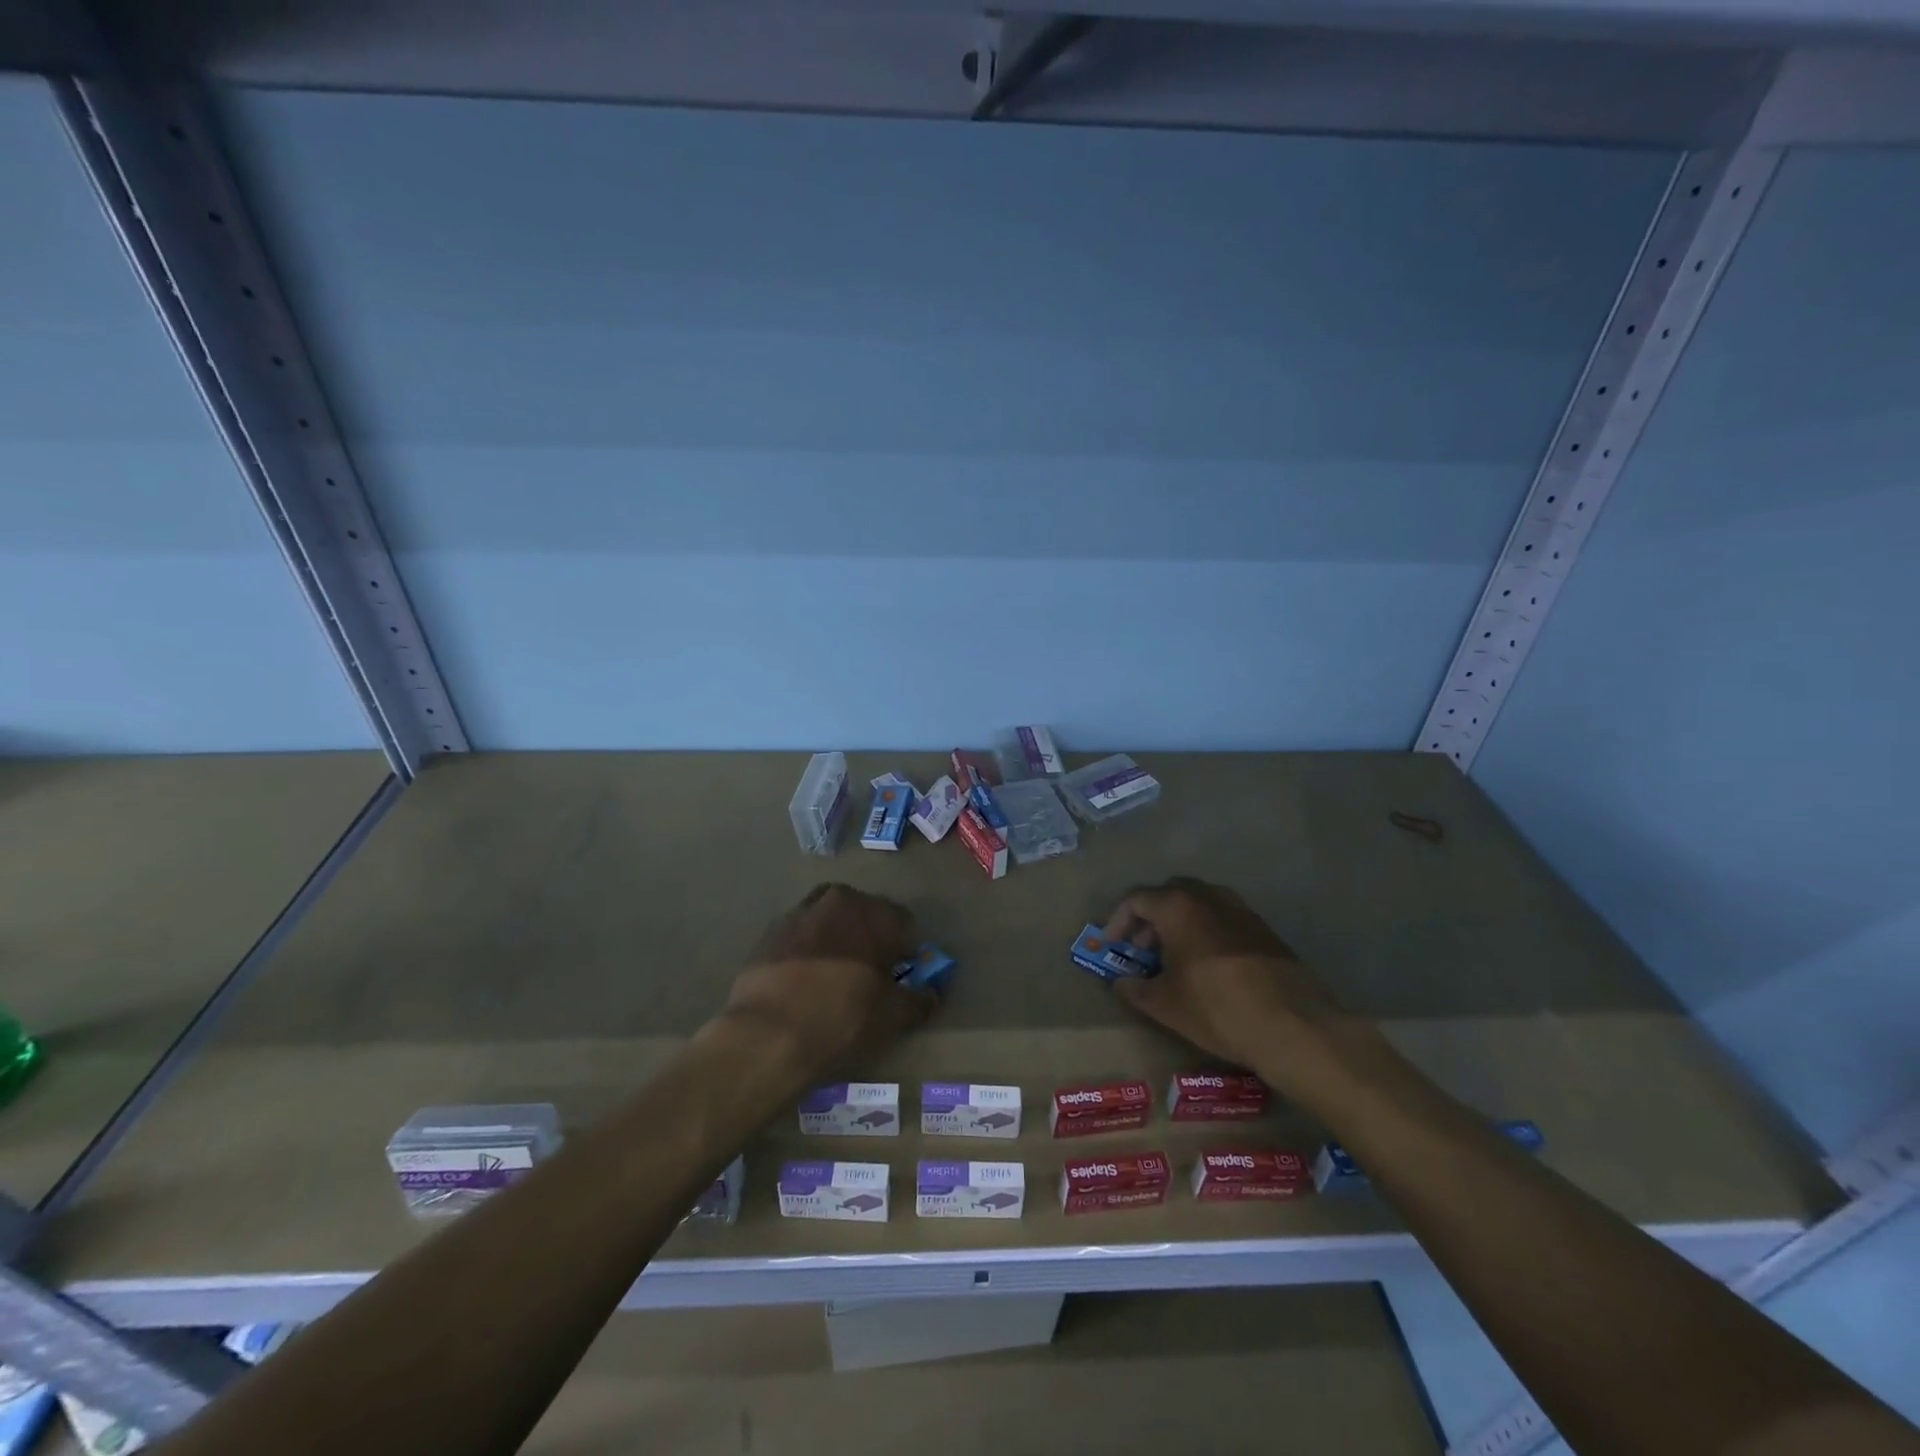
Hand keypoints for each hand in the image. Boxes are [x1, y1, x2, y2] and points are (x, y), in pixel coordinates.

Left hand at [713, 883, 935, 1079]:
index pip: (905, 924)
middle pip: (865, 916)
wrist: (766, 1034)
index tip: (902, 978)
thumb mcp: (893, 1016)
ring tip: (834, 979)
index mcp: (872, 911)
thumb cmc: (842, 1017)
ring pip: (829, 922)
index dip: (907, 952)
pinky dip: (807, 953)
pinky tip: (804, 984)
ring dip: (837, 941)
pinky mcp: (768, 934)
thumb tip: (930, 993)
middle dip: (871, 940)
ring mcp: (798, 913)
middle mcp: (836, 900)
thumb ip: (919, 999)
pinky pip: (799, 938)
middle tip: (870, 977)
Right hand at [1102, 877, 1343, 1076]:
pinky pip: (1222, 919)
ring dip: (1179, 924)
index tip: (1112, 946)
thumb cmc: (1215, 1007)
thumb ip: (1133, 988)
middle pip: (1168, 894)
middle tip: (1142, 950)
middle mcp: (1207, 896)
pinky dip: (1206, 932)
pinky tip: (1208, 967)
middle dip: (1149, 919)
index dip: (1117, 921)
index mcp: (1177, 905)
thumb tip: (1119, 982)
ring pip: (1198, 904)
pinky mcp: (1264, 928)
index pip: (1135, 899)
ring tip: (1174, 959)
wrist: (1292, 1024)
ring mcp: (1240, 909)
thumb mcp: (1163, 1004)